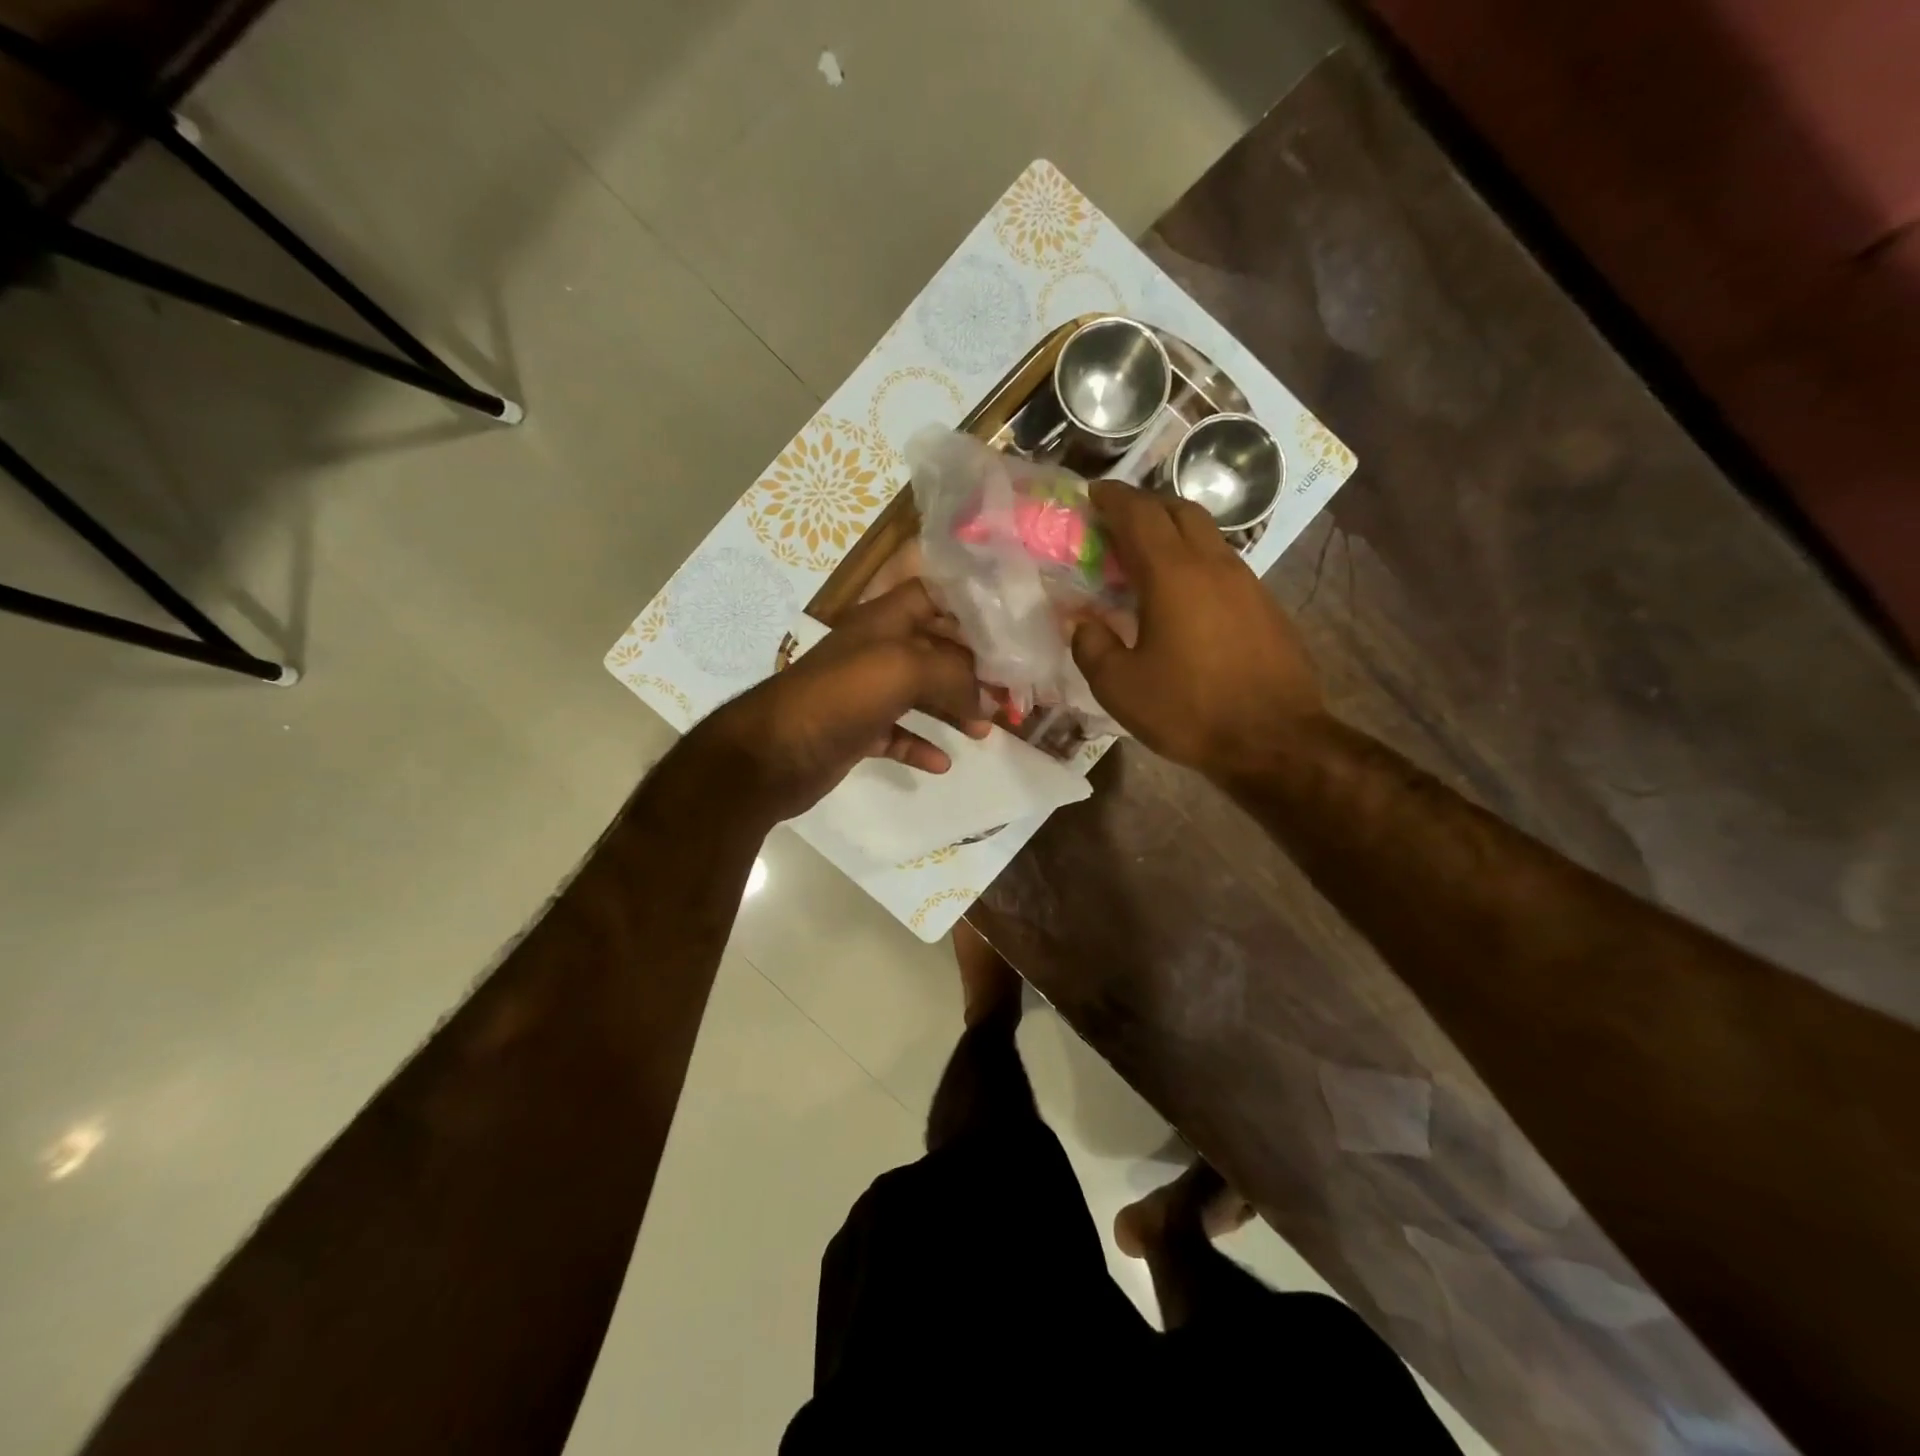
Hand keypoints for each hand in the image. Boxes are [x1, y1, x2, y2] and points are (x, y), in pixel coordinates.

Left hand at [693, 580, 989, 824]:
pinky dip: (921, 745)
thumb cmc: (839, 697)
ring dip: (954, 709)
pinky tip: (943, 763)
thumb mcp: (902, 668)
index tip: (1007, 627)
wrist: (772, 754)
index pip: (932, 596)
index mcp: (884, 621)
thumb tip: (985, 698)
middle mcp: (876, 651)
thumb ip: (953, 673)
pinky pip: (897, 735)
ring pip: (920, 694)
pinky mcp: (856, 732)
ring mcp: (864, 693)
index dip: (967, 606)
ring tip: (985, 729)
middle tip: (1009, 691)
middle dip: (972, 668)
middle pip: (934, 649)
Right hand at [1070, 480, 1323, 780]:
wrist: (1274, 740)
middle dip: (1146, 506)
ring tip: (1148, 558)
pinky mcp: (1265, 606)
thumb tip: (1081, 622)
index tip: (1094, 493)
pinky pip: (1224, 565)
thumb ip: (1091, 646)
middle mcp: (1213, 565)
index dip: (1113, 499)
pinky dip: (1196, 562)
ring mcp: (1246, 583)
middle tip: (1119, 521)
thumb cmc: (1189, 710)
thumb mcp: (1120, 687)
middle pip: (1180, 510)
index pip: (1139, 515)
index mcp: (1172, 575)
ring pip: (1207, 535)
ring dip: (1175, 532)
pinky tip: (1185, 596)